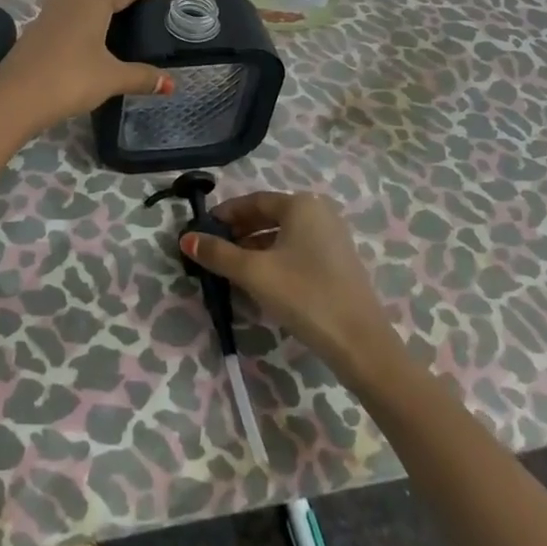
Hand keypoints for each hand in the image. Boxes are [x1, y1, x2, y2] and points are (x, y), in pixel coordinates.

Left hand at [0, 0, 171, 130]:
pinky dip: (81, 26)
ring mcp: (50, 11)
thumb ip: (143, 77)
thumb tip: (172, 84)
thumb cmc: (71, 79)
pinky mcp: (36, 28)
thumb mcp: (112, 78)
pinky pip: (67, 18)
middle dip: (122, 3)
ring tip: (117, 35)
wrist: (15, 98)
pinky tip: (87, 46)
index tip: (160, 6)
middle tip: (141, 25)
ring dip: (99, 14)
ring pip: (82, 4)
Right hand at [181, 191, 400, 377]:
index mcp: (301, 205)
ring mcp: (333, 237)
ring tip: (232, 268)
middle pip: (269, 216)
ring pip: (283, 235)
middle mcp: (319, 212)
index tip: (202, 230)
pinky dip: (275, 258)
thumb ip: (218, 254)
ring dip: (255, 247)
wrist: (360, 343)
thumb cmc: (304, 296)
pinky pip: (298, 250)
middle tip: (213, 250)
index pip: (253, 201)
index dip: (225, 215)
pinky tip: (261, 281)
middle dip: (239, 232)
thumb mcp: (254, 273)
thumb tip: (186, 238)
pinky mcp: (339, 262)